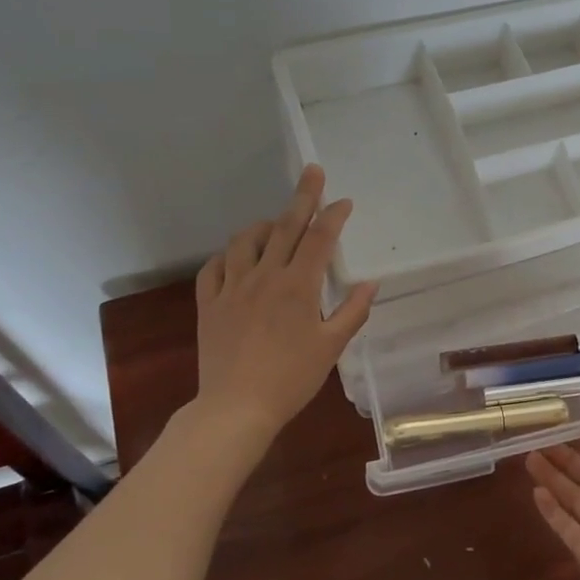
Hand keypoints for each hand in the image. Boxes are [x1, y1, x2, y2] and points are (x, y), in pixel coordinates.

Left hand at [194, 166, 377, 456]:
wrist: (236, 407)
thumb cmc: (292, 378)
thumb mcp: (332, 347)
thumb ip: (352, 312)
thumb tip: (371, 284)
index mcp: (298, 286)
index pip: (319, 239)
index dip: (333, 216)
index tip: (344, 201)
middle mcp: (264, 277)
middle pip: (285, 227)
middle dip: (302, 197)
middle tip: (312, 171)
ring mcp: (232, 288)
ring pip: (245, 241)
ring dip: (263, 226)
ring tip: (274, 224)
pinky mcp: (208, 303)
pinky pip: (213, 267)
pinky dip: (227, 256)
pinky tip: (236, 258)